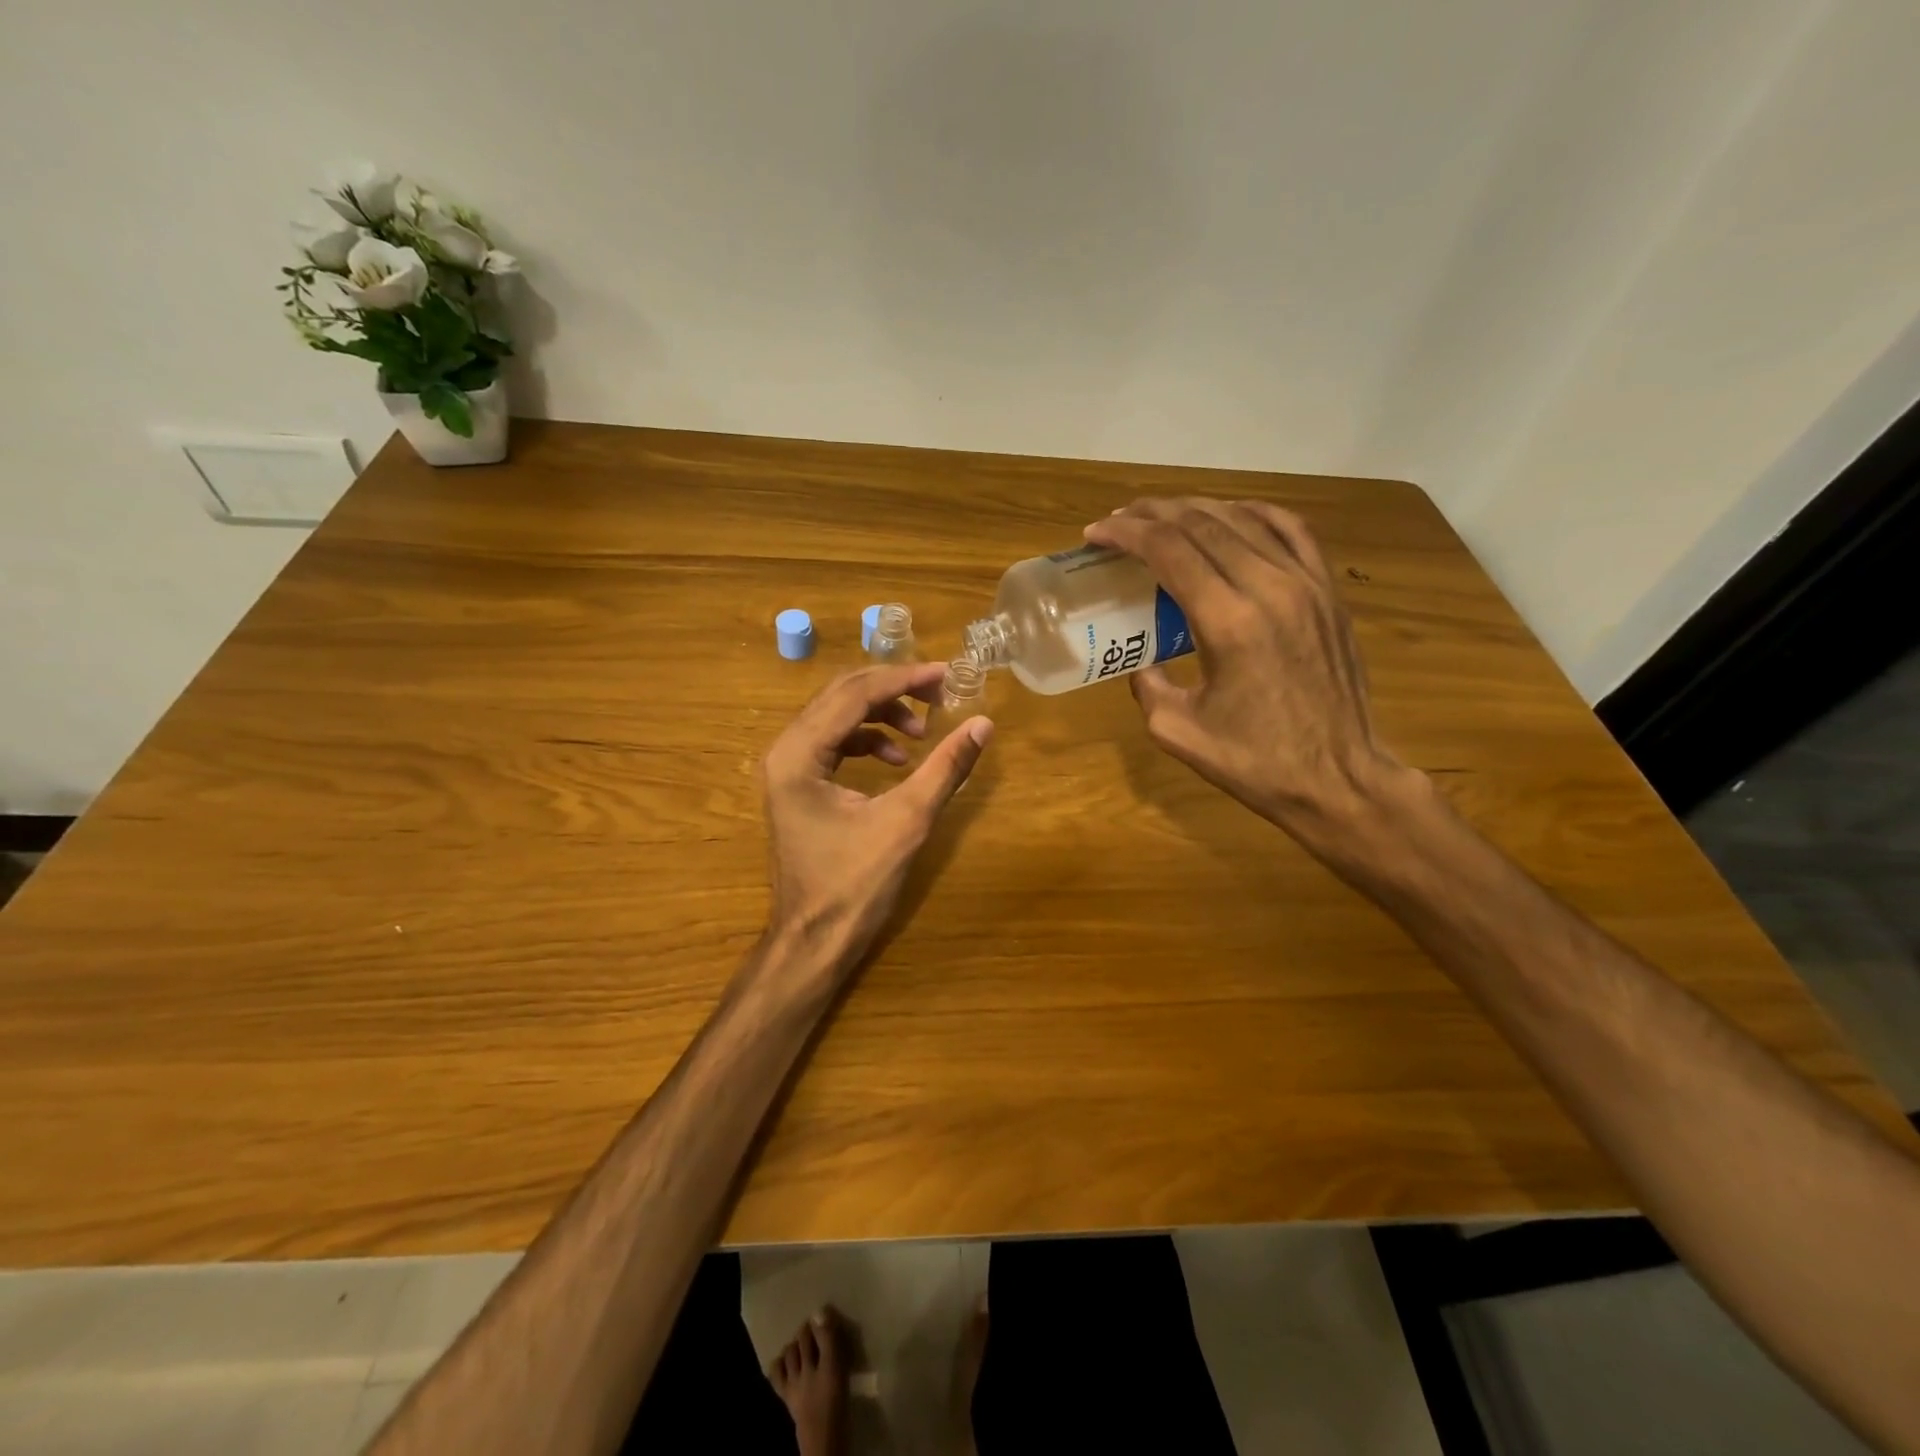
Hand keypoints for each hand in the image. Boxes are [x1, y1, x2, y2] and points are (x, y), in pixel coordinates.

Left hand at [760, 662, 992, 979]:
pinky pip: (835, 743)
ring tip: (922, 733)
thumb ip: (945, 768)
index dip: (905, 679)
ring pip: (839, 717)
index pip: (855, 694)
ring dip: (883, 716)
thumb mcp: (906, 822)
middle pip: (842, 696)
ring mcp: (787, 768)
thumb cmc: (854, 886)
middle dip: (895, 690)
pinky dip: (869, 742)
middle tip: (941, 693)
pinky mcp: (798, 785)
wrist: (813, 941)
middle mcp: (784, 750)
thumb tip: (983, 724)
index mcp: (798, 754)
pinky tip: (899, 761)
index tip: (948, 674)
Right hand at [1084, 497, 1408, 844]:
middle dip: (1152, 514)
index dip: (1126, 533)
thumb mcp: (1177, 731)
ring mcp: (1306, 584)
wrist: (1338, 778)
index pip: (1169, 550)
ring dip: (1195, 509)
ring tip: (1162, 515)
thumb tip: (1142, 661)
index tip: (1095, 533)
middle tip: (1119, 521)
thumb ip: (1147, 686)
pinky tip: (1229, 515)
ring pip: (1244, 518)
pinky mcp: (1328, 591)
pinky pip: (1290, 530)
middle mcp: (1269, 588)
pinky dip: (1251, 513)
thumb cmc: (1255, 763)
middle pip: (1202, 523)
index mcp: (1227, 623)